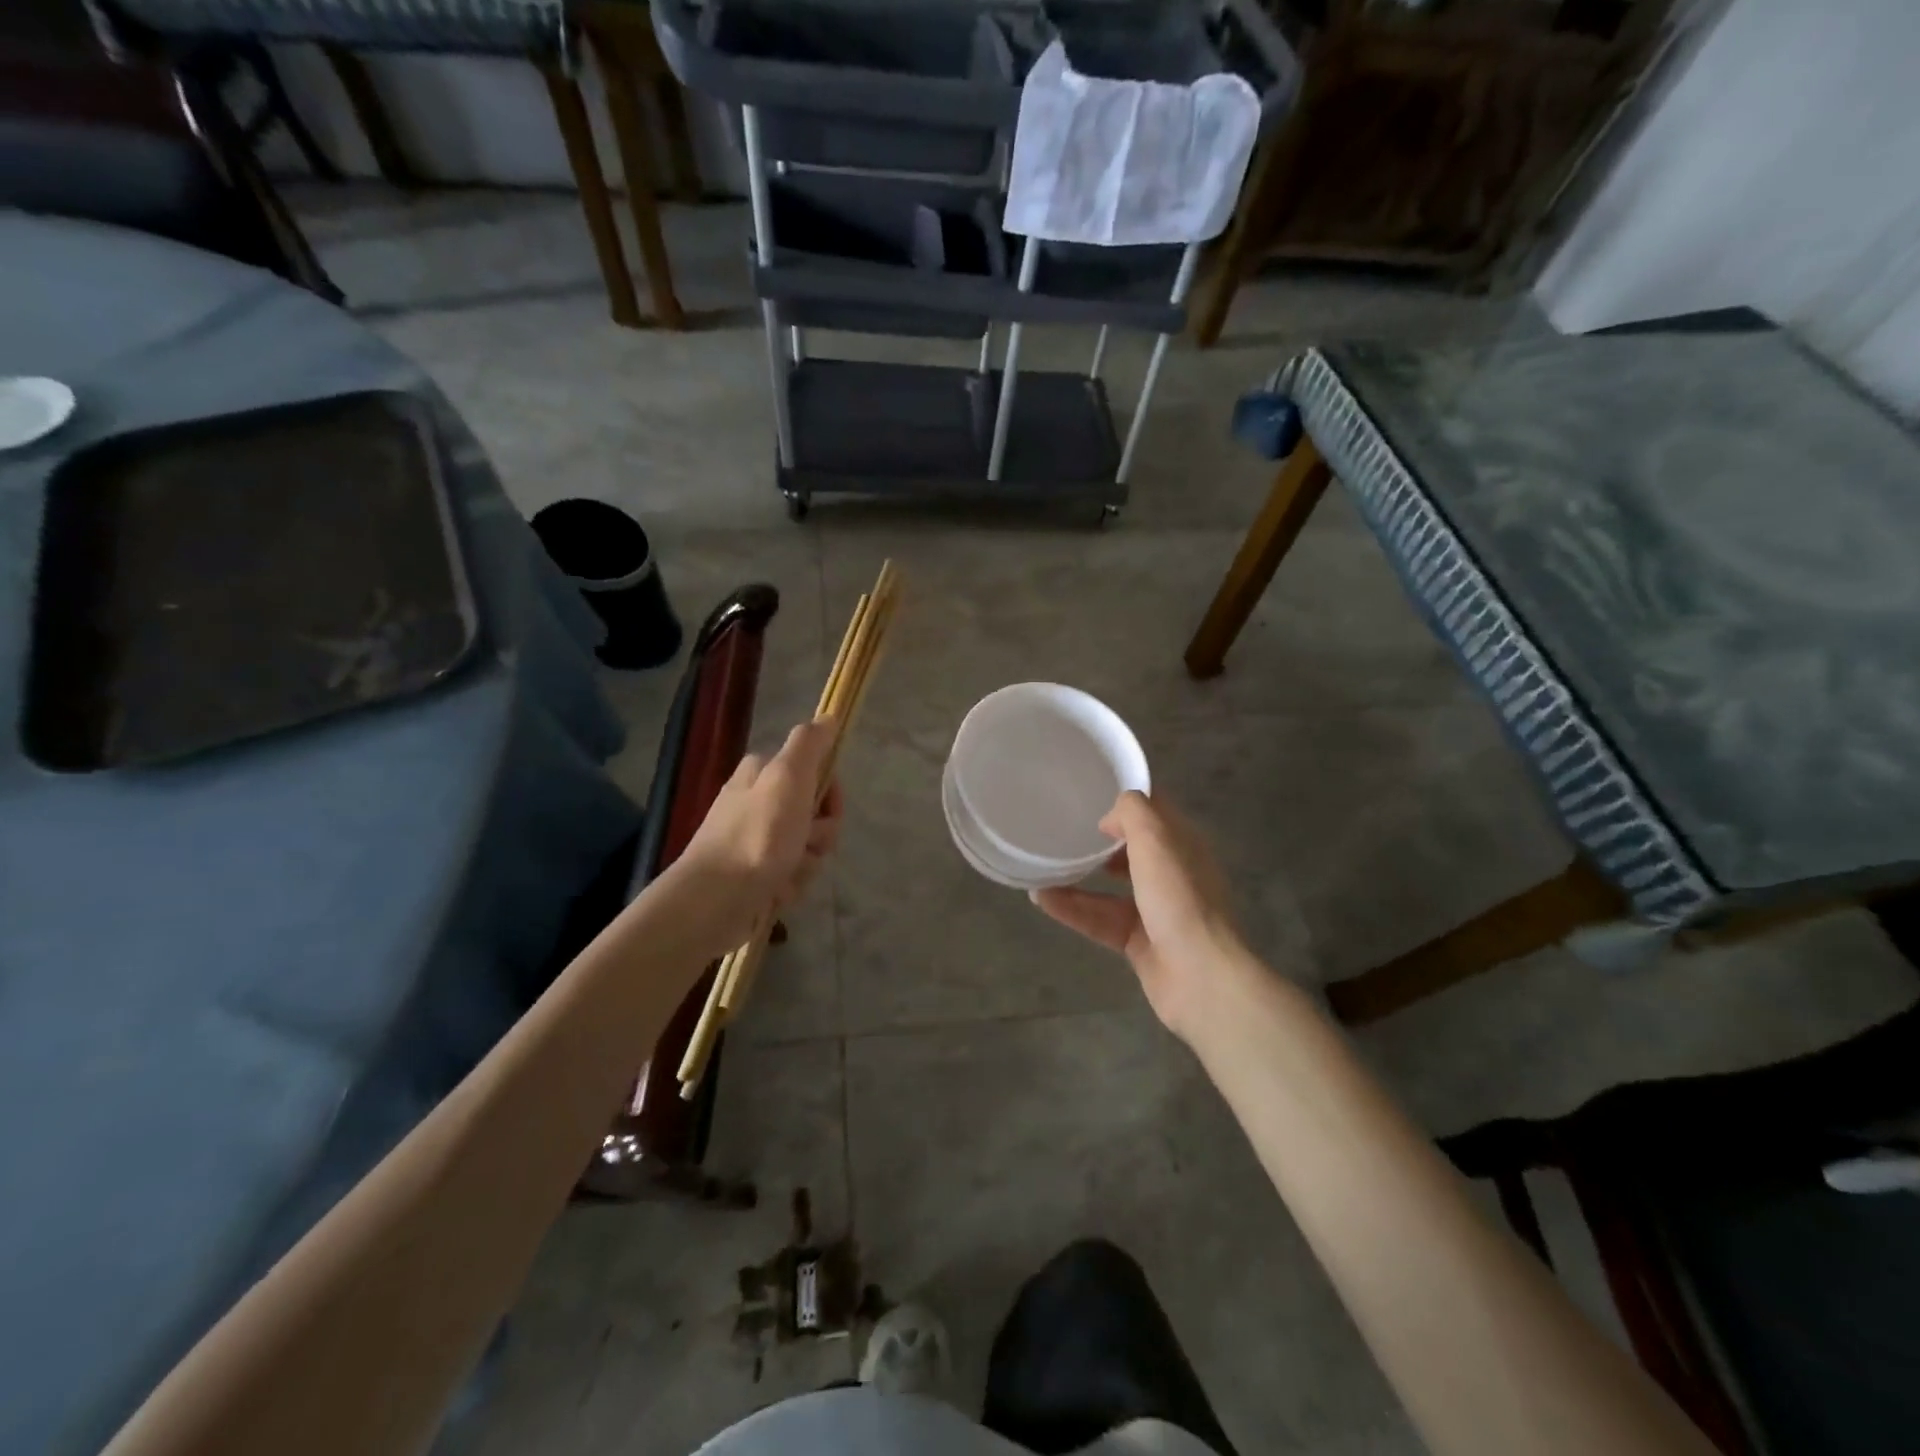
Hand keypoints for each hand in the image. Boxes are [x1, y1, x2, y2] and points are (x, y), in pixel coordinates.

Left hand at [680, 719, 843, 946]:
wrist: (716, 900)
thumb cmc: (757, 835)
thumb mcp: (787, 777)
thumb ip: (809, 744)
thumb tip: (828, 716)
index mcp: (761, 774)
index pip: (814, 773)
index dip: (829, 792)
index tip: (828, 808)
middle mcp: (756, 803)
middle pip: (815, 815)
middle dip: (820, 835)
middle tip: (806, 843)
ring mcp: (755, 841)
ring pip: (807, 848)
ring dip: (806, 863)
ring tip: (786, 873)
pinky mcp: (754, 876)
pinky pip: (791, 876)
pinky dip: (790, 885)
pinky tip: (776, 892)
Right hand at [1031, 791, 1247, 1040]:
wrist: (1201, 977)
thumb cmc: (1179, 898)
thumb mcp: (1156, 838)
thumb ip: (1132, 813)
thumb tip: (1109, 820)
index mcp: (1183, 845)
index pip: (1155, 812)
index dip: (1126, 802)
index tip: (1089, 795)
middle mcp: (1172, 875)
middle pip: (1132, 851)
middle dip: (1099, 842)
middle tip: (1062, 831)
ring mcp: (1156, 912)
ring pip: (1110, 889)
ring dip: (1077, 878)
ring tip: (1041, 868)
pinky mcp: (1138, 943)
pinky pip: (1099, 920)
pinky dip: (1072, 910)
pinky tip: (1041, 899)